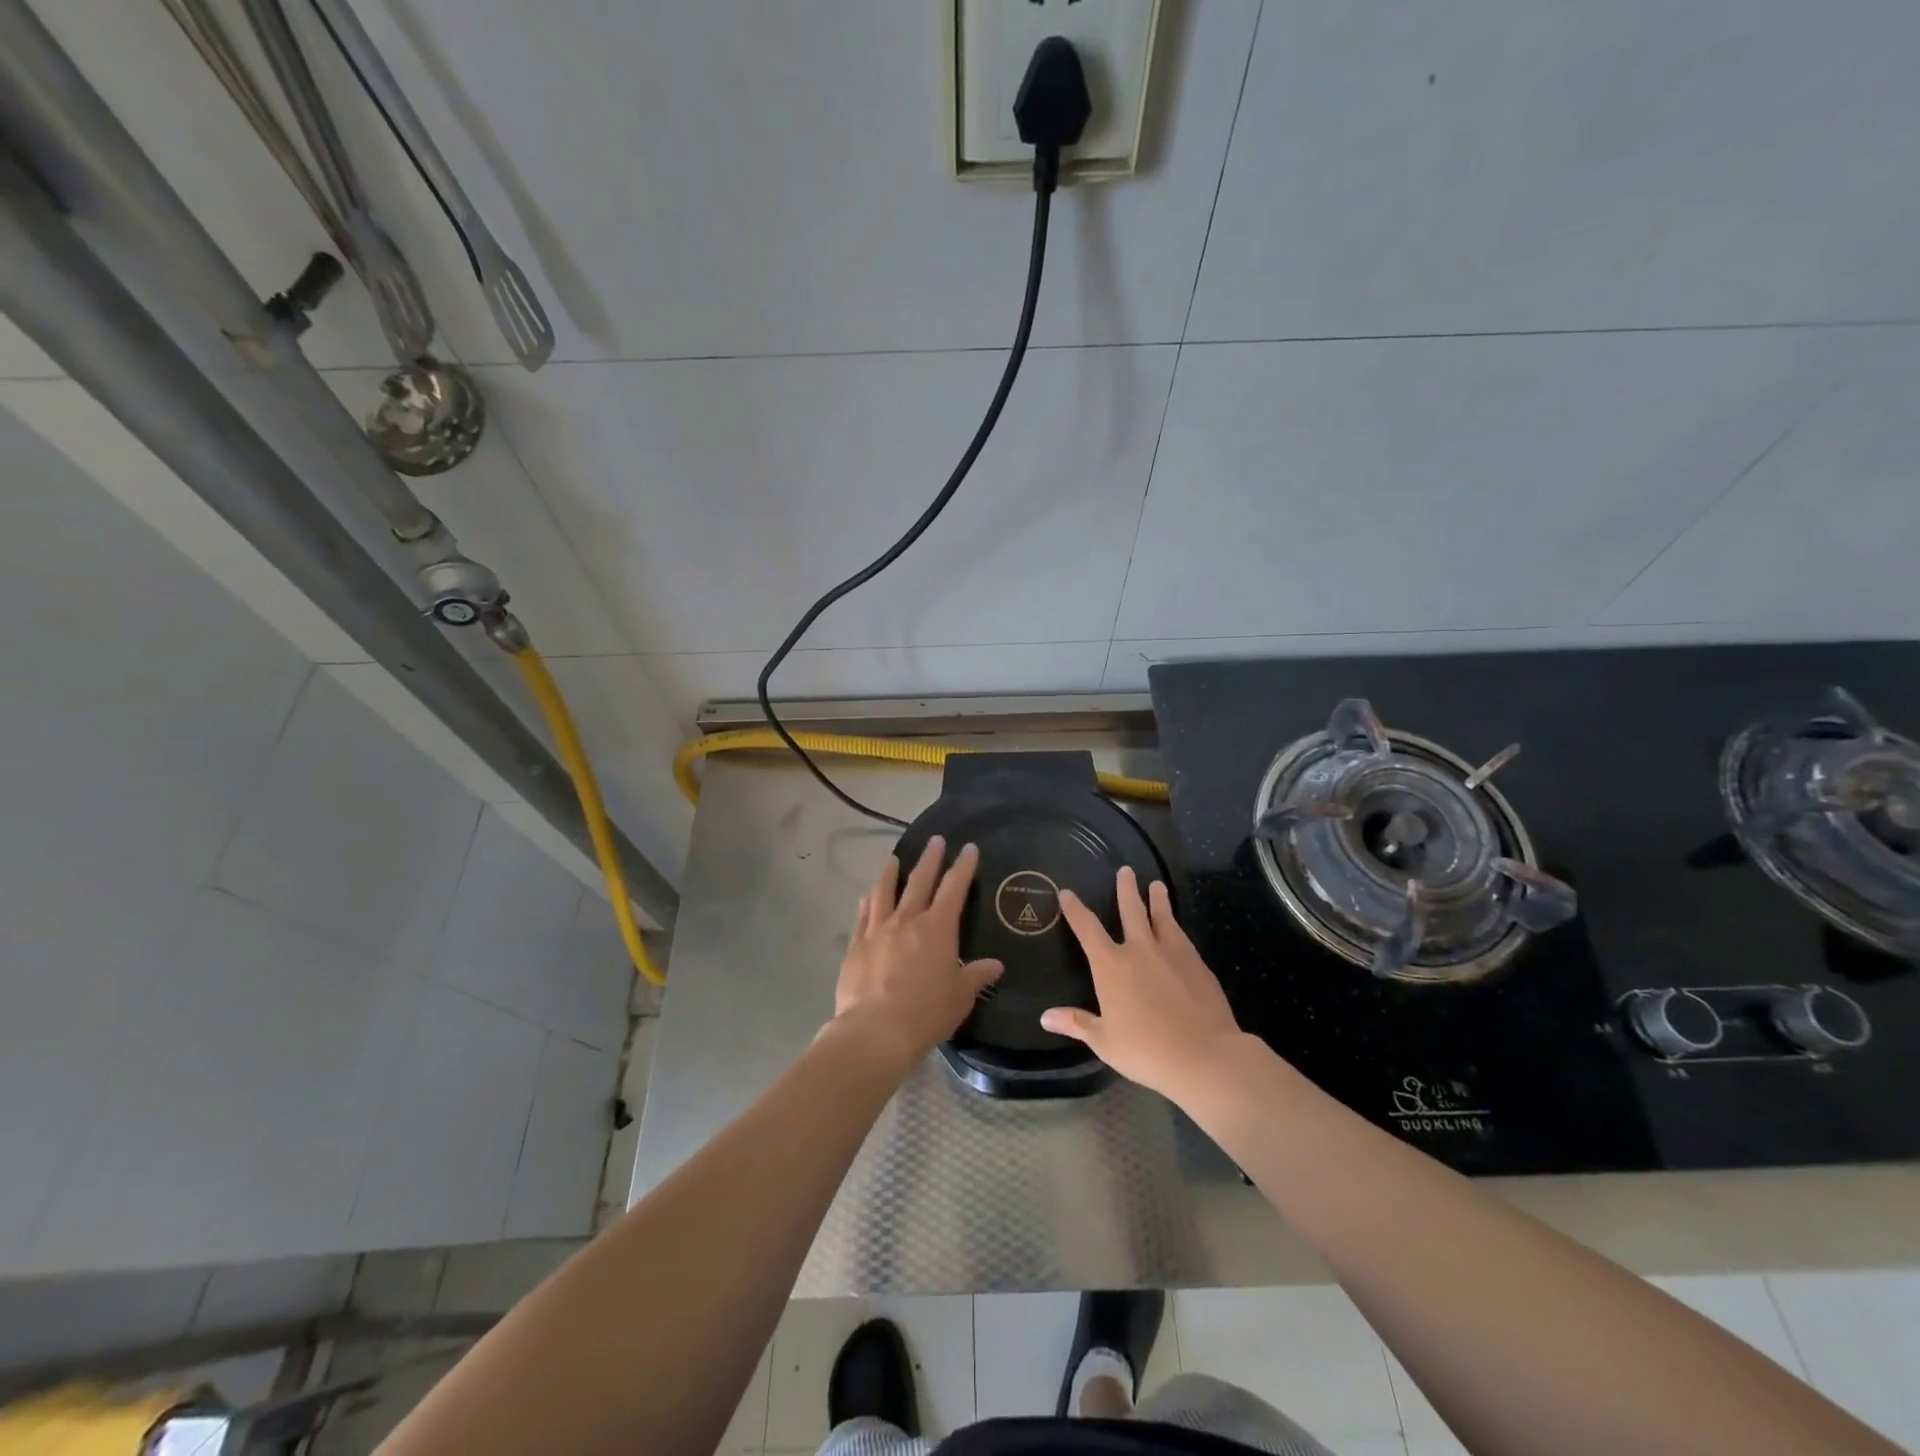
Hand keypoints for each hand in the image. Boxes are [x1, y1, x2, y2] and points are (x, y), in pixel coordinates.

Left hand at [831, 837, 1003, 1069]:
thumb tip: (995, 965)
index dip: (963, 866)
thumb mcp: (961, 996)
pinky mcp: (856, 945)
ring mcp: (878, 930)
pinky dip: (868, 901)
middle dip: (930, 859)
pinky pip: (863, 915)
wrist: (876, 1031)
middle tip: (935, 840)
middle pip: (920, 881)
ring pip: (885, 891)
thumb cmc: (927, 1013)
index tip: (968, 848)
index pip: (954, 888)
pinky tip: (867, 895)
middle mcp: (908, 920)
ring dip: (891, 872)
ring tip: (894, 859)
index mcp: (938, 928)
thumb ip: (976, 976)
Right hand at [1042, 867, 1243, 1101]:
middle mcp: (1139, 950)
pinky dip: (1175, 925)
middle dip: (1126, 889)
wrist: (1203, 1054)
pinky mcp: (1197, 963)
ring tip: (1156, 885)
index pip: (1087, 929)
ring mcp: (1171, 953)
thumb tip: (1045, 1017)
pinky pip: (1181, 936)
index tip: (1067, 893)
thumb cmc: (1146, 1050)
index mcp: (1111, 966)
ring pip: (1162, 917)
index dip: (1075, 910)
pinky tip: (1177, 927)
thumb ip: (1076, 1023)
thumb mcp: (1104, 1041)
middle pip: (1131, 911)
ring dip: (1157, 899)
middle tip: (1125, 871)